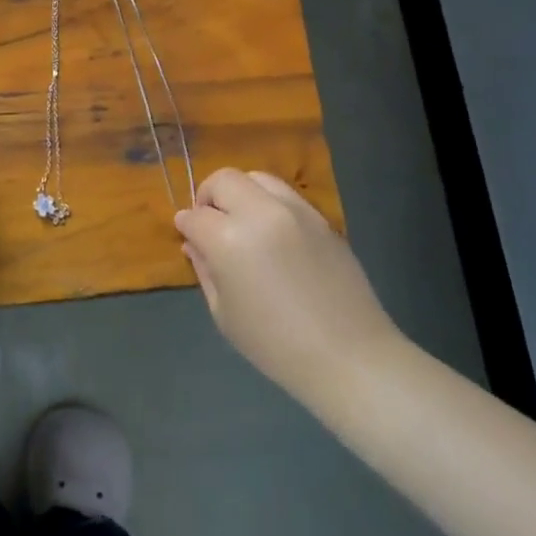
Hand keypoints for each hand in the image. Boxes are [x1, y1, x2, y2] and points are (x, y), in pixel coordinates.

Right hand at [175, 169, 403, 405]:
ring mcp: (295, 211)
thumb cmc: (276, 345)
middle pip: (223, 180)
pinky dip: (268, 202)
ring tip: (243, 221)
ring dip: (240, 193)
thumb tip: (194, 243)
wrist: (349, 357)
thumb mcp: (224, 313)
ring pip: (256, 177)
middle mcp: (260, 213)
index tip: (187, 235)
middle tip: (211, 223)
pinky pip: (285, 194)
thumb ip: (205, 269)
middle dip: (209, 196)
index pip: (195, 216)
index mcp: (229, 240)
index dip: (186, 225)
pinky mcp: (321, 218)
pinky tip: (273, 233)